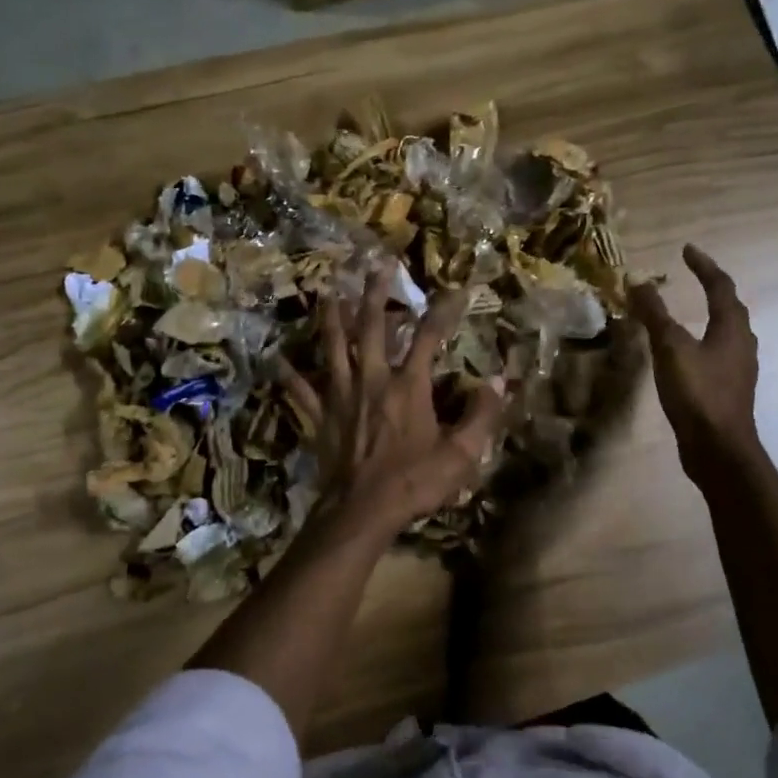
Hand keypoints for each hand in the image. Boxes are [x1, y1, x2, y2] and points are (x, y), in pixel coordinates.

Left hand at [282, 264, 504, 540]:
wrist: (362, 511)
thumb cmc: (413, 483)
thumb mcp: (461, 454)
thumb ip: (482, 415)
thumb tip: (499, 380)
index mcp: (408, 386)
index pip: (429, 337)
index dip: (443, 311)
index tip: (456, 290)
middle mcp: (372, 380)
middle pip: (373, 328)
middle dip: (376, 294)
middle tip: (375, 266)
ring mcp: (341, 396)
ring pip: (334, 348)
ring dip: (332, 318)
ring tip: (328, 292)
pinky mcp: (320, 417)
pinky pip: (302, 390)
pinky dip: (290, 374)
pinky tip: (278, 359)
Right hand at [628, 244, 760, 478]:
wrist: (718, 449)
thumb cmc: (697, 393)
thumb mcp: (670, 348)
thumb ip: (654, 313)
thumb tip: (636, 279)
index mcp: (732, 328)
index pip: (720, 286)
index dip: (703, 266)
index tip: (686, 250)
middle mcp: (742, 343)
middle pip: (730, 307)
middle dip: (712, 288)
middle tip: (691, 276)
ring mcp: (738, 368)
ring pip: (727, 332)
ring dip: (710, 315)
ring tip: (690, 310)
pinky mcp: (729, 389)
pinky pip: (718, 353)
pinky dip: (703, 341)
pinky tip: (688, 352)